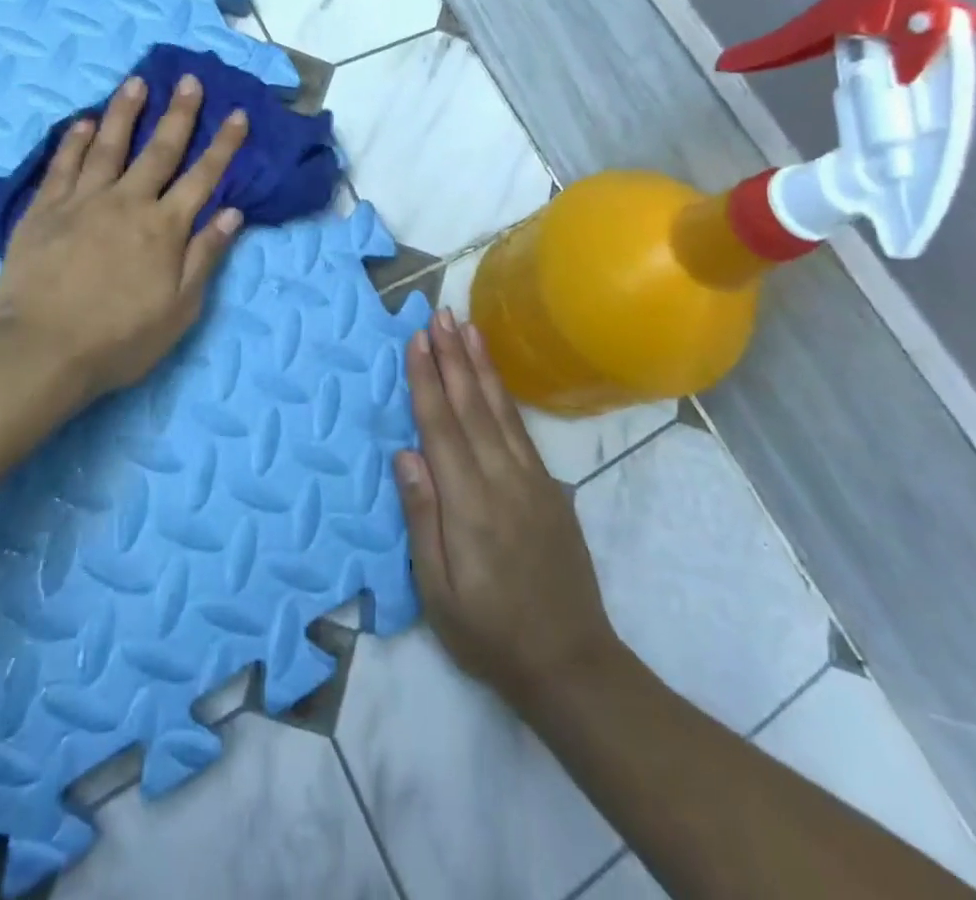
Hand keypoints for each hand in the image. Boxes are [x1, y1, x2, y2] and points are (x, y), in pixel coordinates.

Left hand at [0, 71, 248, 408]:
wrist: (40, 349)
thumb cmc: (119, 338)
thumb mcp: (179, 309)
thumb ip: (204, 256)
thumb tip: (232, 213)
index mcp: (164, 228)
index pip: (203, 177)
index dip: (224, 145)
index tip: (238, 114)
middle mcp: (127, 202)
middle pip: (159, 150)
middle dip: (179, 114)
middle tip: (189, 80)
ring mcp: (82, 201)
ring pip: (108, 146)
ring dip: (125, 112)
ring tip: (135, 82)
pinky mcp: (44, 209)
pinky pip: (62, 165)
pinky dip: (74, 140)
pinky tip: (83, 121)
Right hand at [395, 309, 621, 710]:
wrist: (571, 662)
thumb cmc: (490, 633)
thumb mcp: (439, 591)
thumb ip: (422, 518)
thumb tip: (405, 454)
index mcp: (469, 503)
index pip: (441, 426)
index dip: (427, 379)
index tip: (417, 339)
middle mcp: (502, 479)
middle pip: (472, 405)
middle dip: (453, 355)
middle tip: (441, 313)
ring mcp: (531, 480)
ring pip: (500, 409)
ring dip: (482, 364)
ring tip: (468, 327)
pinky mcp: (549, 487)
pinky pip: (520, 428)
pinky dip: (505, 394)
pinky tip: (496, 378)